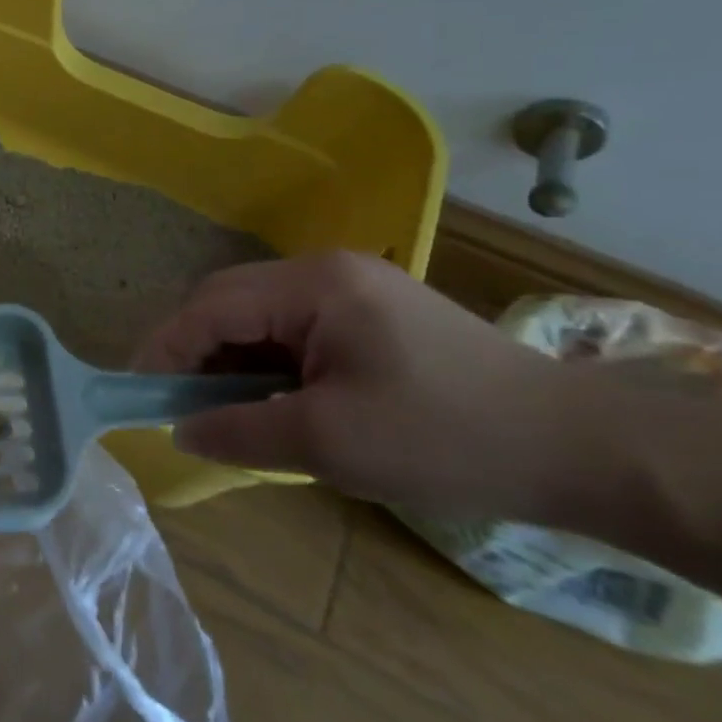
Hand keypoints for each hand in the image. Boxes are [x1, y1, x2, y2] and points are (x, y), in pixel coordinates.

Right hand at [135, 252, 583, 522]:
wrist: (582, 451)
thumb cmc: (446, 438)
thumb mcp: (327, 442)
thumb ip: (239, 431)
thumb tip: (180, 429)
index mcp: (313, 285)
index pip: (211, 307)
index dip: (166, 349)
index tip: (138, 393)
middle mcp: (325, 271)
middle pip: (228, 302)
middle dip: (193, 351)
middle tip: (175, 404)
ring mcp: (352, 289)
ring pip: (258, 316)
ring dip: (229, 359)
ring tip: (219, 408)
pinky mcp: (371, 314)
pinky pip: (292, 329)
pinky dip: (266, 363)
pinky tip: (269, 399)